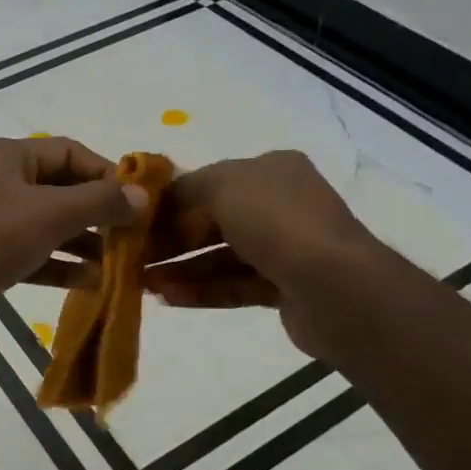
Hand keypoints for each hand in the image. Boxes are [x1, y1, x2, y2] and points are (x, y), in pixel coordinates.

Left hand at [0, 137, 148, 343]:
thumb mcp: (51, 214)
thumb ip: (100, 202)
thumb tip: (141, 196)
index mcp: (3, 156)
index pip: (68, 152)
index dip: (106, 173)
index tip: (138, 201)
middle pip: (57, 189)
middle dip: (96, 212)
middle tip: (133, 236)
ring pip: (44, 225)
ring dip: (81, 242)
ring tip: (118, 263)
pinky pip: (28, 254)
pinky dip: (58, 265)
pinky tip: (90, 282)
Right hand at [143, 150, 380, 359]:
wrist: (336, 287)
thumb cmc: (276, 222)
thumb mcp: (224, 185)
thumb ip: (187, 187)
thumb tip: (162, 199)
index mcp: (272, 171)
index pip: (212, 181)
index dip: (172, 199)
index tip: (136, 218)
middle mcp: (281, 205)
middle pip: (214, 220)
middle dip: (172, 238)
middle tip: (134, 255)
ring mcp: (285, 248)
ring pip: (221, 256)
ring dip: (182, 268)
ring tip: (143, 282)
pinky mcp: (284, 288)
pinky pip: (234, 285)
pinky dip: (202, 290)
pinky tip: (169, 298)